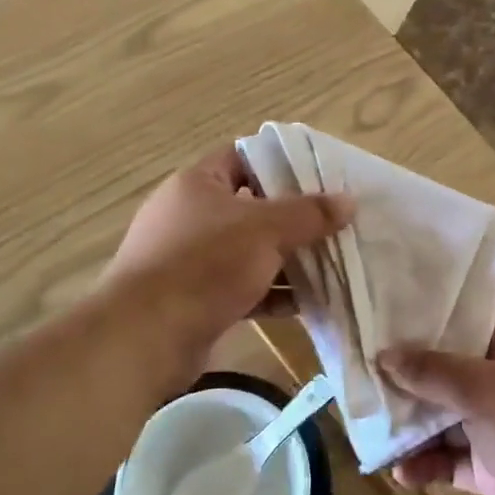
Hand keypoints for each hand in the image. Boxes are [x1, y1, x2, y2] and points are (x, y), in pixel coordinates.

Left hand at [102, 144, 350, 386]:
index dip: (281, 164)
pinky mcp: (195, 298)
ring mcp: (190, 260)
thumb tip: (348, 201)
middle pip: (251, 208)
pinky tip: (306, 303)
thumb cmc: (206, 264)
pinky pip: (242, 287)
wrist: (147, 335)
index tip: (320, 177)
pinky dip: (271, 293)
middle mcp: (190, 216)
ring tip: (330, 265)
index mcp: (197, 184)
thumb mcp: (265, 230)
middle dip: (293, 219)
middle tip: (334, 225)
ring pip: (249, 252)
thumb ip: (309, 214)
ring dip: (287, 260)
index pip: (242, 158)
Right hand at [379, 323, 494, 494]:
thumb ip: (435, 372)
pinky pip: (450, 463)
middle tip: (361, 384)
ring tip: (373, 433)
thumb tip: (385, 354)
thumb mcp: (487, 388)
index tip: (380, 329)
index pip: (462, 330)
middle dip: (407, 383)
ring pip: (444, 423)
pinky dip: (426, 467)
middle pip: (446, 378)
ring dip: (411, 430)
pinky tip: (402, 474)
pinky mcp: (492, 473)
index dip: (423, 330)